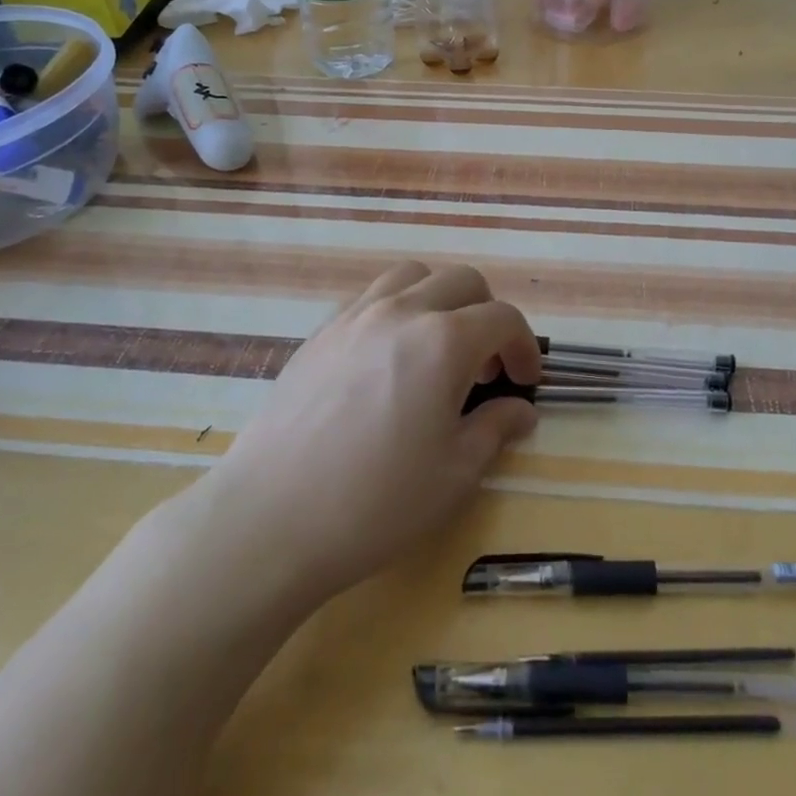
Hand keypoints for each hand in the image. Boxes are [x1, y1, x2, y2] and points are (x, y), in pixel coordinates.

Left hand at [210, 261, 539, 604]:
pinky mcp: (320, 332)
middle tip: (484, 367)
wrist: (270, 519)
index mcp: (444, 341)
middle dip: (487, 314)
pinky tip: (387, 360)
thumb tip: (520, 410)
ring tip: (436, 348)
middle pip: (462, 281)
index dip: (524, 346)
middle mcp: (401, 311)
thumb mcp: (454, 474)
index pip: (503, 318)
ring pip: (412, 276)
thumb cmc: (376, 502)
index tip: (525, 380)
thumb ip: (495, 428)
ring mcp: (355, 316)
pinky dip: (396, 310)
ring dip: (439, 300)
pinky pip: (371, 297)